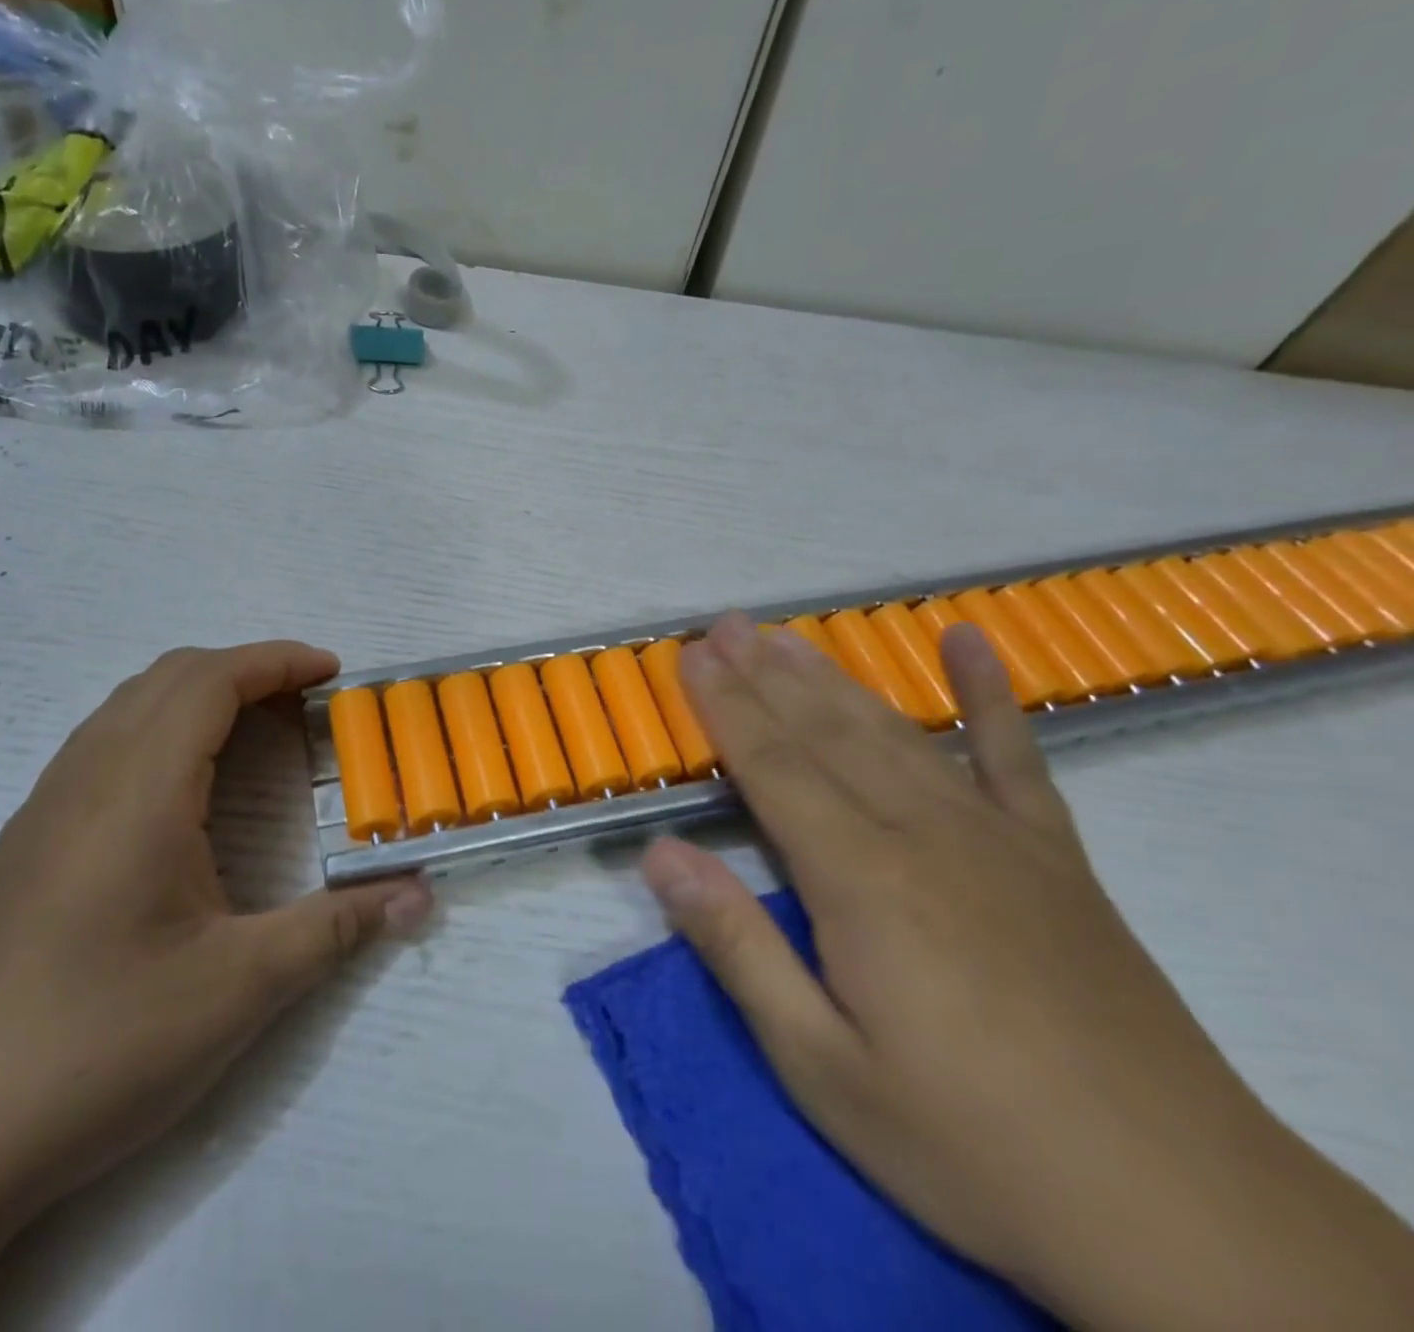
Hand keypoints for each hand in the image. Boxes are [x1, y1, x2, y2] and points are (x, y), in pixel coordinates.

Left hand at [0, 639, 433, 1213]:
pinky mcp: (30, 843)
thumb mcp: (241, 986)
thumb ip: (338, 927)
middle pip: (169, 676)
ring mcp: (48, 808)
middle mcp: (86, 777)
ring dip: (200, 695)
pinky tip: (186, 789)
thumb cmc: (99, 1043)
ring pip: (129, 705)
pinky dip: (162, 728)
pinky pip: (104, 743)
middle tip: (306, 701)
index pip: (210, 680)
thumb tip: (421, 896)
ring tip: (257, 730)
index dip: (277, 661)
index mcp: (138, 790)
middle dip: (246, 668)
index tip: (333, 672)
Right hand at [641, 612, 1413, 1331]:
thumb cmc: (966, 1142)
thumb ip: (736, 947)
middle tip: (727, 624)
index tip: (691, 654)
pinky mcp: (1056, 858)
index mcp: (860, 879)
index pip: (773, 766)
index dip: (726, 705)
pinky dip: (991, 693)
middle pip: (825, 733)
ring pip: (894, 733)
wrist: (1179, 1213)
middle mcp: (923, 833)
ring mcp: (997, 837)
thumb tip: (659, 854)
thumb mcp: (820, 1065)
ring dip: (834, 678)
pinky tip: (971, 642)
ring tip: (789, 636)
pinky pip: (1016, 756)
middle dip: (766, 674)